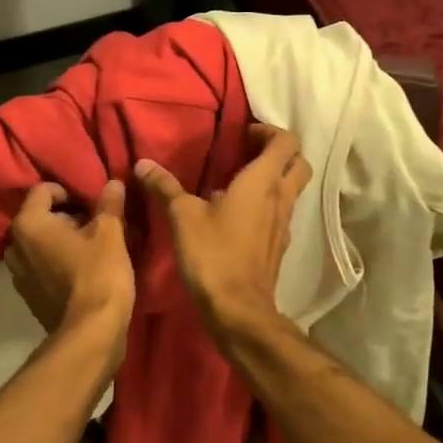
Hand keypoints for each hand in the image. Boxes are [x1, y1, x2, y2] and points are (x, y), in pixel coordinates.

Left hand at [3, 180, 135, 337]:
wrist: (91, 333)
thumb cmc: (98, 274)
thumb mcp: (110, 233)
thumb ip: (109, 204)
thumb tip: (113, 183)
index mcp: (28, 224)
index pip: (43, 190)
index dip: (69, 191)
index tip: (91, 203)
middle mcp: (14, 246)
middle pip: (40, 217)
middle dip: (66, 216)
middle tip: (95, 225)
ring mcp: (17, 274)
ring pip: (39, 244)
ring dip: (61, 240)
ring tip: (90, 248)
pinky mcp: (28, 296)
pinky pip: (40, 266)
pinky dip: (56, 262)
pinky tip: (81, 271)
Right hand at [135, 124, 310, 333]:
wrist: (238, 310)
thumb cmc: (212, 255)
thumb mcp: (182, 217)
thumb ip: (165, 187)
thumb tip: (143, 164)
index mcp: (262, 182)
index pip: (286, 142)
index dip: (268, 131)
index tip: (242, 135)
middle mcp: (280, 199)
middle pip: (299, 163)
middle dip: (278, 153)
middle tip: (246, 153)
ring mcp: (283, 225)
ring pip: (291, 190)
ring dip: (273, 180)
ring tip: (236, 182)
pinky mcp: (278, 247)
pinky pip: (279, 214)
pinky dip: (265, 206)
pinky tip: (235, 216)